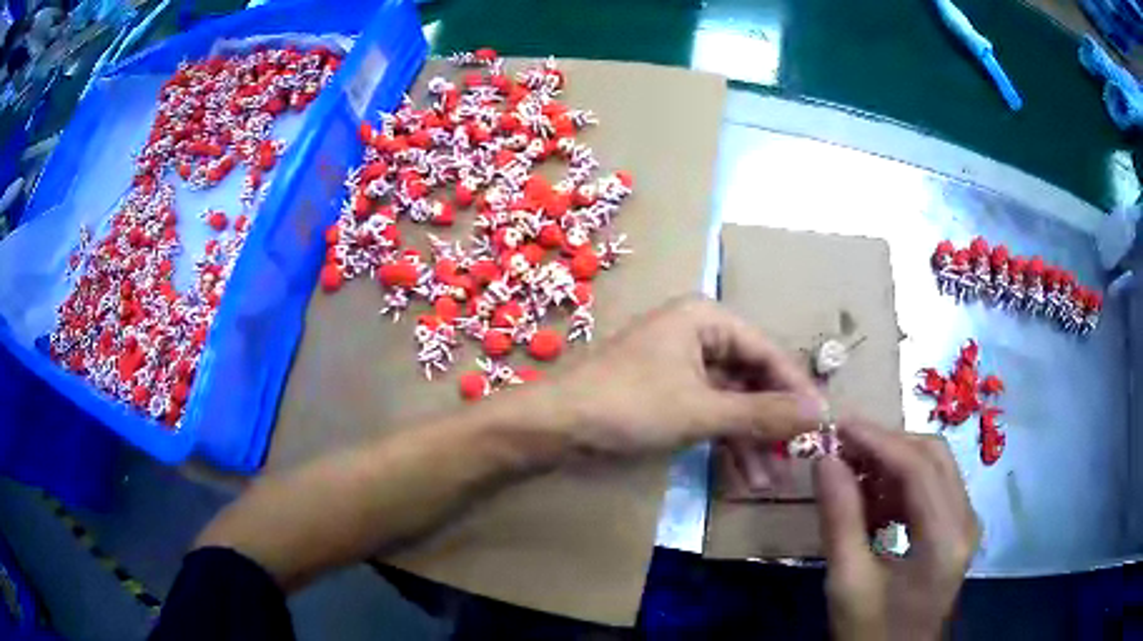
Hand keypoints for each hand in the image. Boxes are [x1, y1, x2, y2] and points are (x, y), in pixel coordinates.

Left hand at [532, 296, 822, 458]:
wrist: (555, 428)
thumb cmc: (629, 406)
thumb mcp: (702, 411)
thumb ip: (762, 413)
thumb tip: (820, 413)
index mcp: (706, 319)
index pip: (767, 352)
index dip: (795, 390)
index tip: (821, 424)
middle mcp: (698, 335)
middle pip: (751, 379)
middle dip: (770, 423)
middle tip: (795, 458)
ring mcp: (683, 367)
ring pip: (731, 403)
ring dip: (749, 442)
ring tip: (768, 480)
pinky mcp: (669, 395)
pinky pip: (709, 415)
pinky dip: (724, 444)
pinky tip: (742, 477)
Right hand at [814, 420, 979, 640]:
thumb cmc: (870, 631)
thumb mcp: (848, 583)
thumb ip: (840, 520)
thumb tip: (825, 461)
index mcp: (945, 539)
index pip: (918, 468)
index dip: (878, 440)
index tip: (838, 426)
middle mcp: (966, 521)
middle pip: (933, 456)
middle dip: (887, 444)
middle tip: (843, 447)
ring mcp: (965, 523)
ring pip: (935, 466)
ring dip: (894, 462)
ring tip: (853, 474)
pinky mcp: (957, 529)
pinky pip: (933, 487)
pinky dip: (902, 483)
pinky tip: (874, 502)